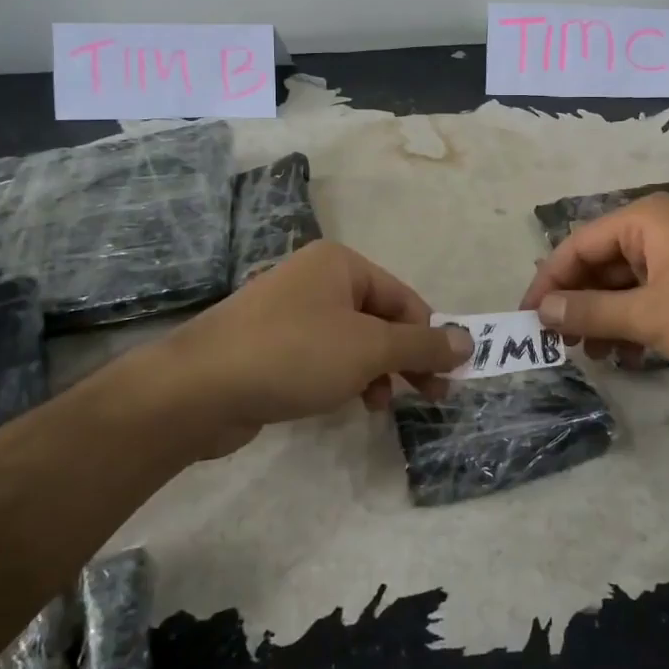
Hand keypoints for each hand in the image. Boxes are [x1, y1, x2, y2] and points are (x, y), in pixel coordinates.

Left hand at [144, 241, 470, 456]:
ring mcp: (290, 312)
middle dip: (405, 358)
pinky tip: (348, 403)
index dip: (429, 337)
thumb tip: (469, 339)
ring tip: (381, 404)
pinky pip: (323, 356)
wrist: (199, 388)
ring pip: (352, 341)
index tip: (448, 378)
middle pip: (379, 318)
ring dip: (376, 371)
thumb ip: (422, 345)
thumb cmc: (294, 354)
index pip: (404, 298)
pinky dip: (343, 377)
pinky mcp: (272, 345)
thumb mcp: (369, 349)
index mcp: (341, 264)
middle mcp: (316, 279)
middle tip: (431, 397)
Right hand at [520, 192, 668, 393]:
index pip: (576, 245)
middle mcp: (661, 230)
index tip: (527, 321)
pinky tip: (630, 357)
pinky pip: (654, 300)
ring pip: (627, 286)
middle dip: (579, 304)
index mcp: (644, 220)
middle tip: (561, 345)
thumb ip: (591, 311)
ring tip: (595, 357)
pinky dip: (637, 325)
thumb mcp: (651, 315)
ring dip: (606, 319)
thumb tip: (542, 309)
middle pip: (601, 264)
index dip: (548, 283)